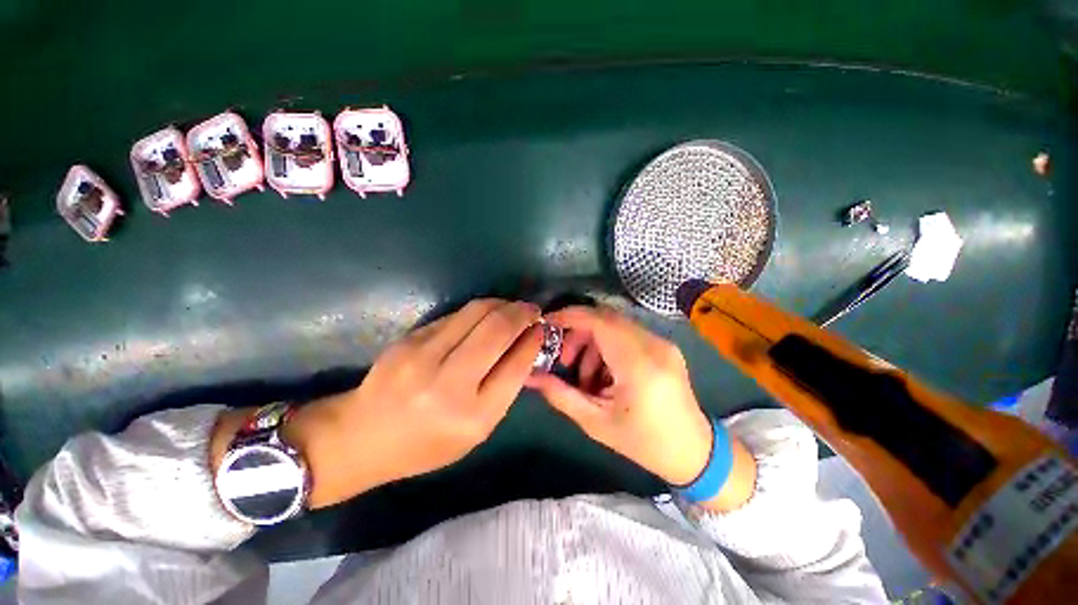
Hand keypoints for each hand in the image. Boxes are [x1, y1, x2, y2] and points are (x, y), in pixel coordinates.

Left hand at [280, 299, 542, 507]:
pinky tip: (486, 315)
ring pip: (477, 312)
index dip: (534, 340)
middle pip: (498, 329)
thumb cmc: (425, 444)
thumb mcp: (475, 432)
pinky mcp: (409, 338)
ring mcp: (424, 356)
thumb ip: (503, 389)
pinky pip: (456, 315)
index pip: (516, 364)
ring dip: (503, 305)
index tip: (542, 329)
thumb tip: (525, 346)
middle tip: (532, 311)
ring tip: (513, 308)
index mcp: (473, 417)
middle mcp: (450, 384)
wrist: (360, 436)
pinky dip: (479, 311)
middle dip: (522, 313)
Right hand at [527, 306, 755, 509]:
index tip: (547, 324)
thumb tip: (530, 375)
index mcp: (639, 365)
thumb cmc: (643, 443)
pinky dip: (607, 345)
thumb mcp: (595, 423)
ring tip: (585, 376)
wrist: (694, 451)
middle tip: (564, 359)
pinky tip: (604, 373)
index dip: (570, 316)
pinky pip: (627, 333)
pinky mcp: (664, 345)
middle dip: (577, 331)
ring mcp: (662, 343)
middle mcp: (654, 345)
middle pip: (605, 318)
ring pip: (615, 324)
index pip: (599, 321)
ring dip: (592, 341)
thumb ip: (560, 395)